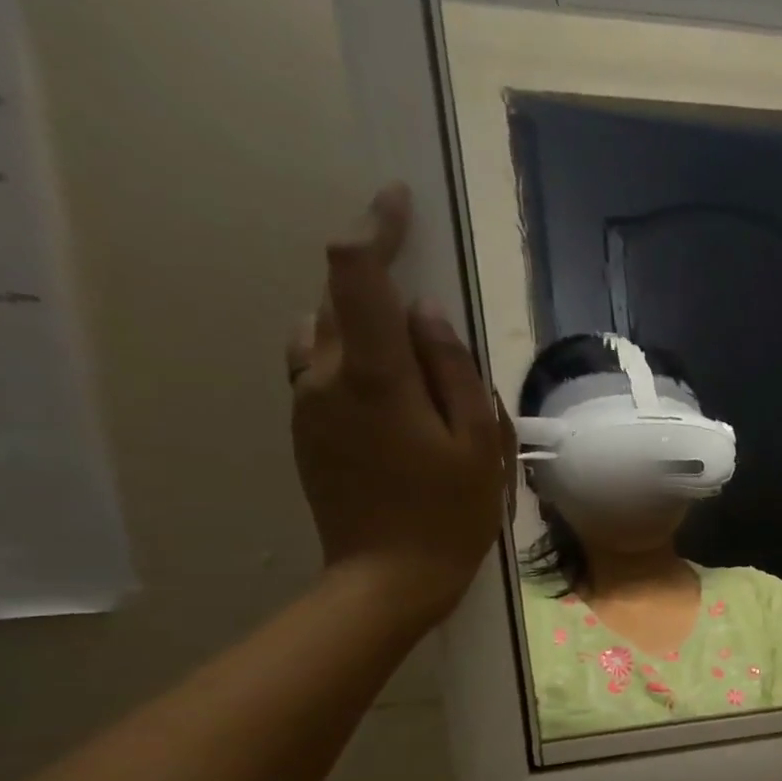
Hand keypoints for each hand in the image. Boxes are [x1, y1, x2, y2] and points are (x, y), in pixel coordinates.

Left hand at [288, 184, 513, 630]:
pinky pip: (320, 366)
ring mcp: (305, 402)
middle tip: (435, 328)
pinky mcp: (303, 426)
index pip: (358, 275)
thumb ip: (454, 371)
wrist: (388, 577)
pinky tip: (395, 397)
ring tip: (418, 369)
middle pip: (340, 299)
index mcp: (373, 376)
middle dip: (381, 288)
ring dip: (366, 326)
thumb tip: (427, 314)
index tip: (399, 203)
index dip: (376, 229)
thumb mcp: (477, 443)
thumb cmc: (449, 513)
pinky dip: (353, 357)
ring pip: (326, 332)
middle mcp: (323, 375)